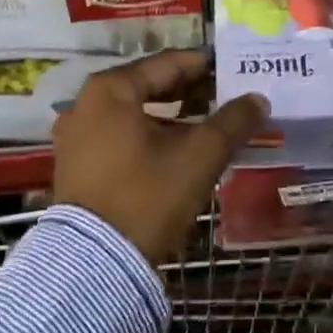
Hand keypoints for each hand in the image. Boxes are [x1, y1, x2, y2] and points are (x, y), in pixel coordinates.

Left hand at [52, 50, 266, 263]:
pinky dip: (148, 134)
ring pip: (133, 112)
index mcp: (111, 89)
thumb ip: (232, 122)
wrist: (93, 268)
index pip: (168, 64)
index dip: (205, 66)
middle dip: (189, 91)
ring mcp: (75, 135)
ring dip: (170, 115)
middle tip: (225, 97)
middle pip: (148, 85)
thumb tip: (258, 99)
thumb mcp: (199, 156)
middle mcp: (86, 103)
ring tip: (206, 123)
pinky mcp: (74, 164)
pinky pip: (118, 134)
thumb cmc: (147, 196)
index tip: (234, 71)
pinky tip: (175, 148)